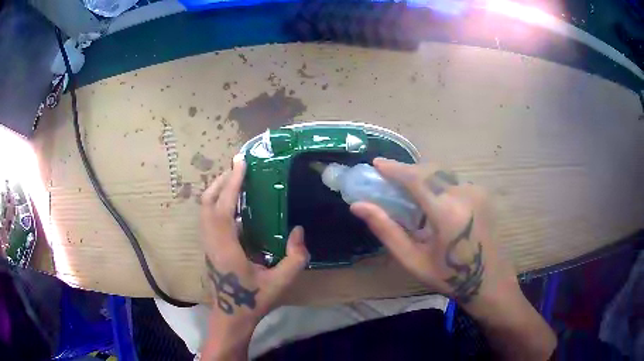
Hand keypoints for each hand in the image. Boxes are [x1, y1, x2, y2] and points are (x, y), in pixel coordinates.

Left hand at [199, 159, 309, 359]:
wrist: (231, 316)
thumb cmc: (254, 300)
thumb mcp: (280, 283)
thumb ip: (295, 258)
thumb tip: (299, 231)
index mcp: (226, 248)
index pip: (223, 208)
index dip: (231, 183)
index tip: (241, 163)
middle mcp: (212, 242)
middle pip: (207, 203)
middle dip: (221, 181)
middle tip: (239, 168)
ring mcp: (208, 244)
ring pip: (205, 209)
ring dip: (218, 190)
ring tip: (236, 180)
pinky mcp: (209, 247)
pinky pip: (208, 217)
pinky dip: (218, 203)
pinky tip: (235, 205)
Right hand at [350, 157, 516, 304]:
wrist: (489, 280)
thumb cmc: (449, 276)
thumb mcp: (413, 260)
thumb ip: (386, 230)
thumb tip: (358, 206)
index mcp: (447, 213)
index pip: (416, 178)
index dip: (394, 168)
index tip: (376, 164)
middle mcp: (464, 194)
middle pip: (429, 171)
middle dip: (406, 171)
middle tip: (388, 181)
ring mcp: (476, 191)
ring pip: (442, 173)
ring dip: (422, 177)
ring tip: (408, 192)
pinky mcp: (482, 193)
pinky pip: (453, 181)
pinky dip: (436, 183)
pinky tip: (431, 200)